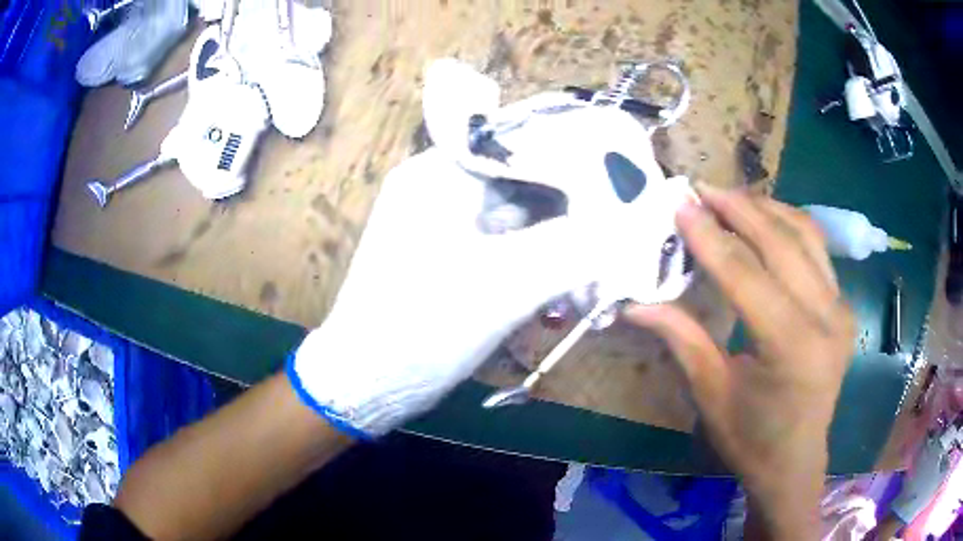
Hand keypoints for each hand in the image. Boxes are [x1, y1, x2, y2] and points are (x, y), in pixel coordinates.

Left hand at [289, 149, 625, 436]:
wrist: (364, 383)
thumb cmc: (422, 327)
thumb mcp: (506, 284)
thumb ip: (573, 248)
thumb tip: (622, 225)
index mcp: (439, 174)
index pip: (522, 145)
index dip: (575, 163)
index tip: (620, 191)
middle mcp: (437, 188)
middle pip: (522, 184)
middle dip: (569, 219)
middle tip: (609, 249)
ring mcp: (439, 224)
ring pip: (515, 221)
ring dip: (553, 251)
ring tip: (585, 287)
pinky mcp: (444, 258)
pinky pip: (500, 248)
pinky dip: (530, 270)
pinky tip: (553, 302)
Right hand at [625, 184, 854, 536]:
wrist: (795, 462)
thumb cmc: (750, 440)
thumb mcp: (711, 394)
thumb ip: (681, 338)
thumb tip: (635, 303)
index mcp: (792, 348)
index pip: (747, 276)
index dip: (710, 238)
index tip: (681, 205)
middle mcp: (825, 318)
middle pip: (781, 243)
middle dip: (739, 209)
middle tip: (702, 189)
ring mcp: (840, 308)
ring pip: (805, 235)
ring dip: (766, 209)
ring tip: (730, 198)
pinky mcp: (843, 305)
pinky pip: (817, 250)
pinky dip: (788, 225)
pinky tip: (764, 220)